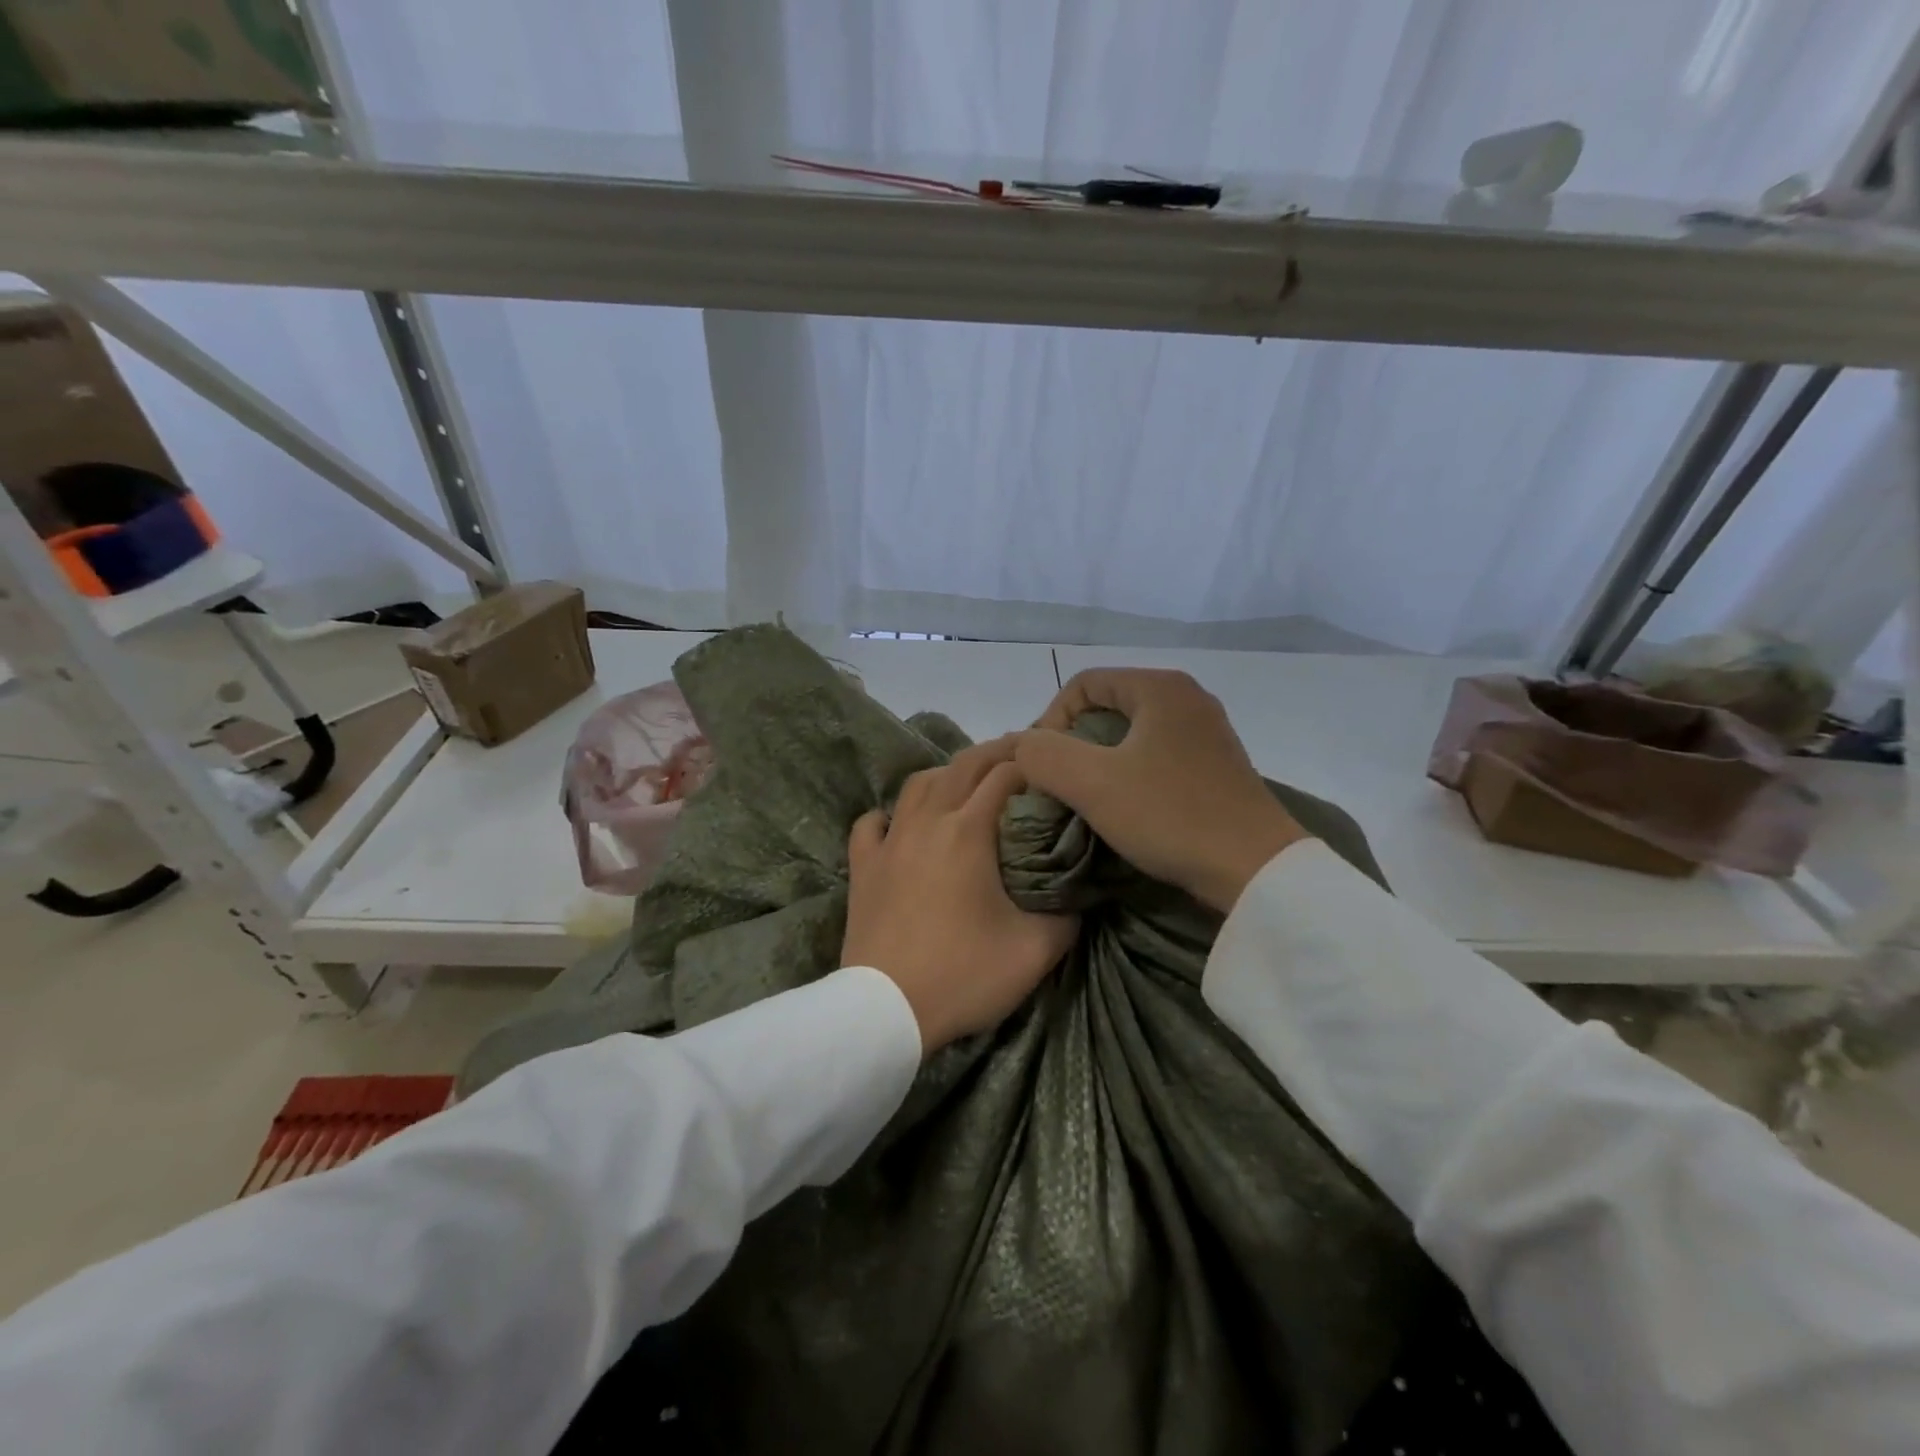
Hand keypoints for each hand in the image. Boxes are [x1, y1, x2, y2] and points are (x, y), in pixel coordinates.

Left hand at [843, 738, 1079, 1054]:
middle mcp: (927, 822)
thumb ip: (1066, 917)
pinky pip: (872, 823)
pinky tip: (900, 824)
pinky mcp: (862, 866)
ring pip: (917, 785)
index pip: (1005, 776)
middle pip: (962, 766)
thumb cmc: (962, 975)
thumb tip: (1079, 898)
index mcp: (969, 831)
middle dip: (995, 753)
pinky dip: (890, 814)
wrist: (885, 1010)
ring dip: (946, 775)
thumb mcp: (1035, 953)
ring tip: (966, 785)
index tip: (1051, 764)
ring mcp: (889, 842)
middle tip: (1020, 756)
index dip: (1031, 763)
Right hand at [1014, 669, 1306, 912]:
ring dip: (1101, 761)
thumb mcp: (1092, 783)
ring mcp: (1207, 732)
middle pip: (1108, 706)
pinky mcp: (1217, 766)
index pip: (1083, 683)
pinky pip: (1157, 755)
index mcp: (1160, 687)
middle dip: (1074, 741)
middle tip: (1060, 782)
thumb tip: (1025, 746)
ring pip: (1132, 733)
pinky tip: (1127, 808)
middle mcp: (1187, 698)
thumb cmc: (1170, 815)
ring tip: (1088, 798)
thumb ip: (1044, 754)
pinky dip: (1131, 773)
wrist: (1255, 869)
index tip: (1044, 765)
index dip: (1051, 719)